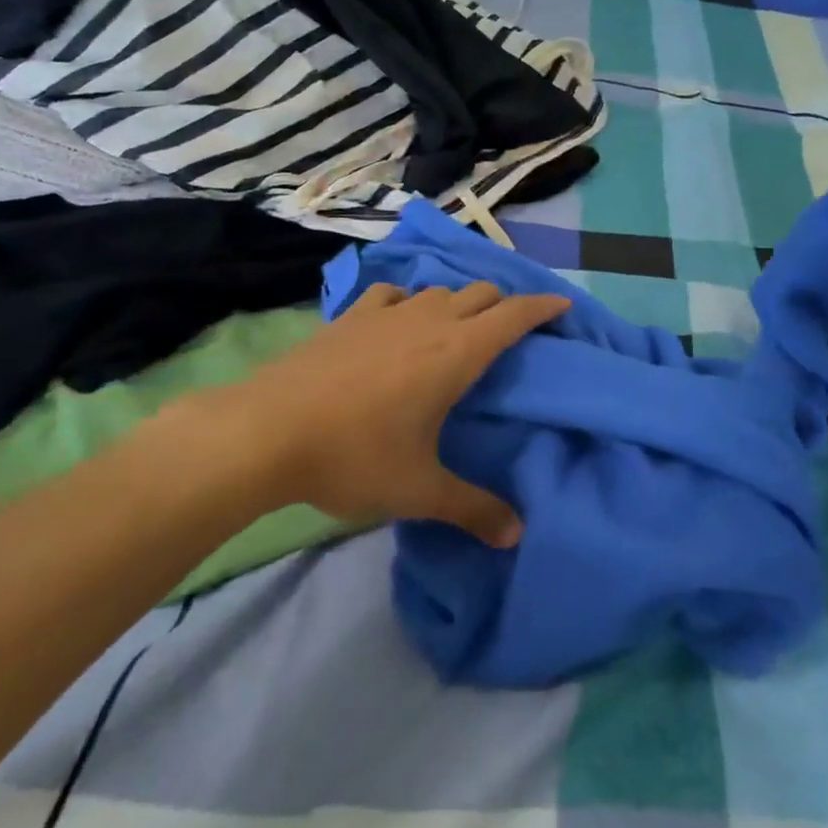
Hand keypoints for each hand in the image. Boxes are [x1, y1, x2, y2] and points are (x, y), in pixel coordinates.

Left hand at [163, 282, 568, 545]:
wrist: (266, 432)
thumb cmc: (354, 456)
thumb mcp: (419, 490)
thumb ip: (472, 509)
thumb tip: (516, 536)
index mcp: (456, 353)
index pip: (513, 316)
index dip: (541, 308)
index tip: (561, 306)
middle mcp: (428, 321)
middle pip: (480, 294)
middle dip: (504, 306)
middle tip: (512, 331)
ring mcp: (386, 314)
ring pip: (438, 291)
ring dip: (458, 303)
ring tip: (458, 329)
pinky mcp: (349, 317)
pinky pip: (391, 294)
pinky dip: (408, 301)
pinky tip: (398, 320)